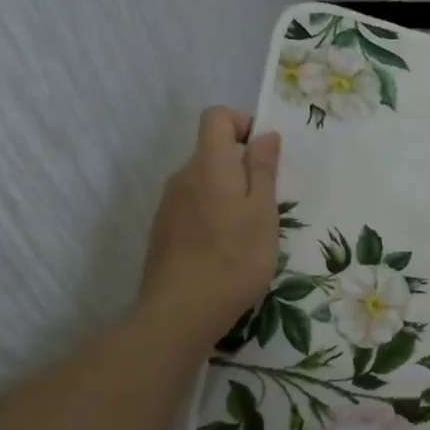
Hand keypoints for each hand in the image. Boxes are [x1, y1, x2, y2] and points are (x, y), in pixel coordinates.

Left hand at [139, 107, 282, 351]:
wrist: (180, 313)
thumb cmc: (234, 258)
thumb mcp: (263, 212)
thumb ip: (263, 169)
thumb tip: (264, 135)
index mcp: (209, 165)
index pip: (216, 117)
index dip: (241, 123)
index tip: (263, 153)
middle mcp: (183, 177)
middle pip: (211, 151)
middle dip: (241, 166)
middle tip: (266, 202)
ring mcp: (168, 205)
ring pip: (203, 182)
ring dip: (227, 193)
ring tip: (248, 232)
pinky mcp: (163, 231)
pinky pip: (192, 206)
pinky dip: (211, 214)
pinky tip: (224, 250)